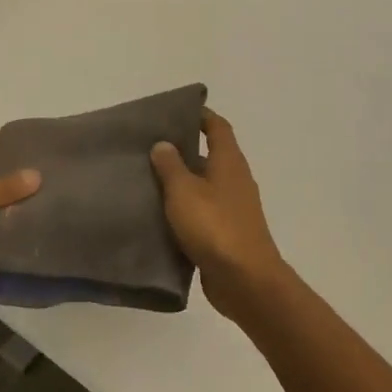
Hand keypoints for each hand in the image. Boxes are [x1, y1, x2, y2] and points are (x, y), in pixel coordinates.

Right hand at [150, 109, 286, 319]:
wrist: (245, 281)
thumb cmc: (215, 227)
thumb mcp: (184, 191)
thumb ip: (171, 166)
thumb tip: (163, 144)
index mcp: (229, 162)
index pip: (217, 127)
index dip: (199, 115)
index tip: (175, 111)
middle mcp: (234, 180)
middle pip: (208, 155)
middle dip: (181, 150)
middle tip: (148, 147)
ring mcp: (232, 208)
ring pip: (202, 186)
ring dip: (180, 183)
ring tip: (146, 180)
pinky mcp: (226, 234)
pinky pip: (201, 213)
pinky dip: (183, 210)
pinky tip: (158, 215)